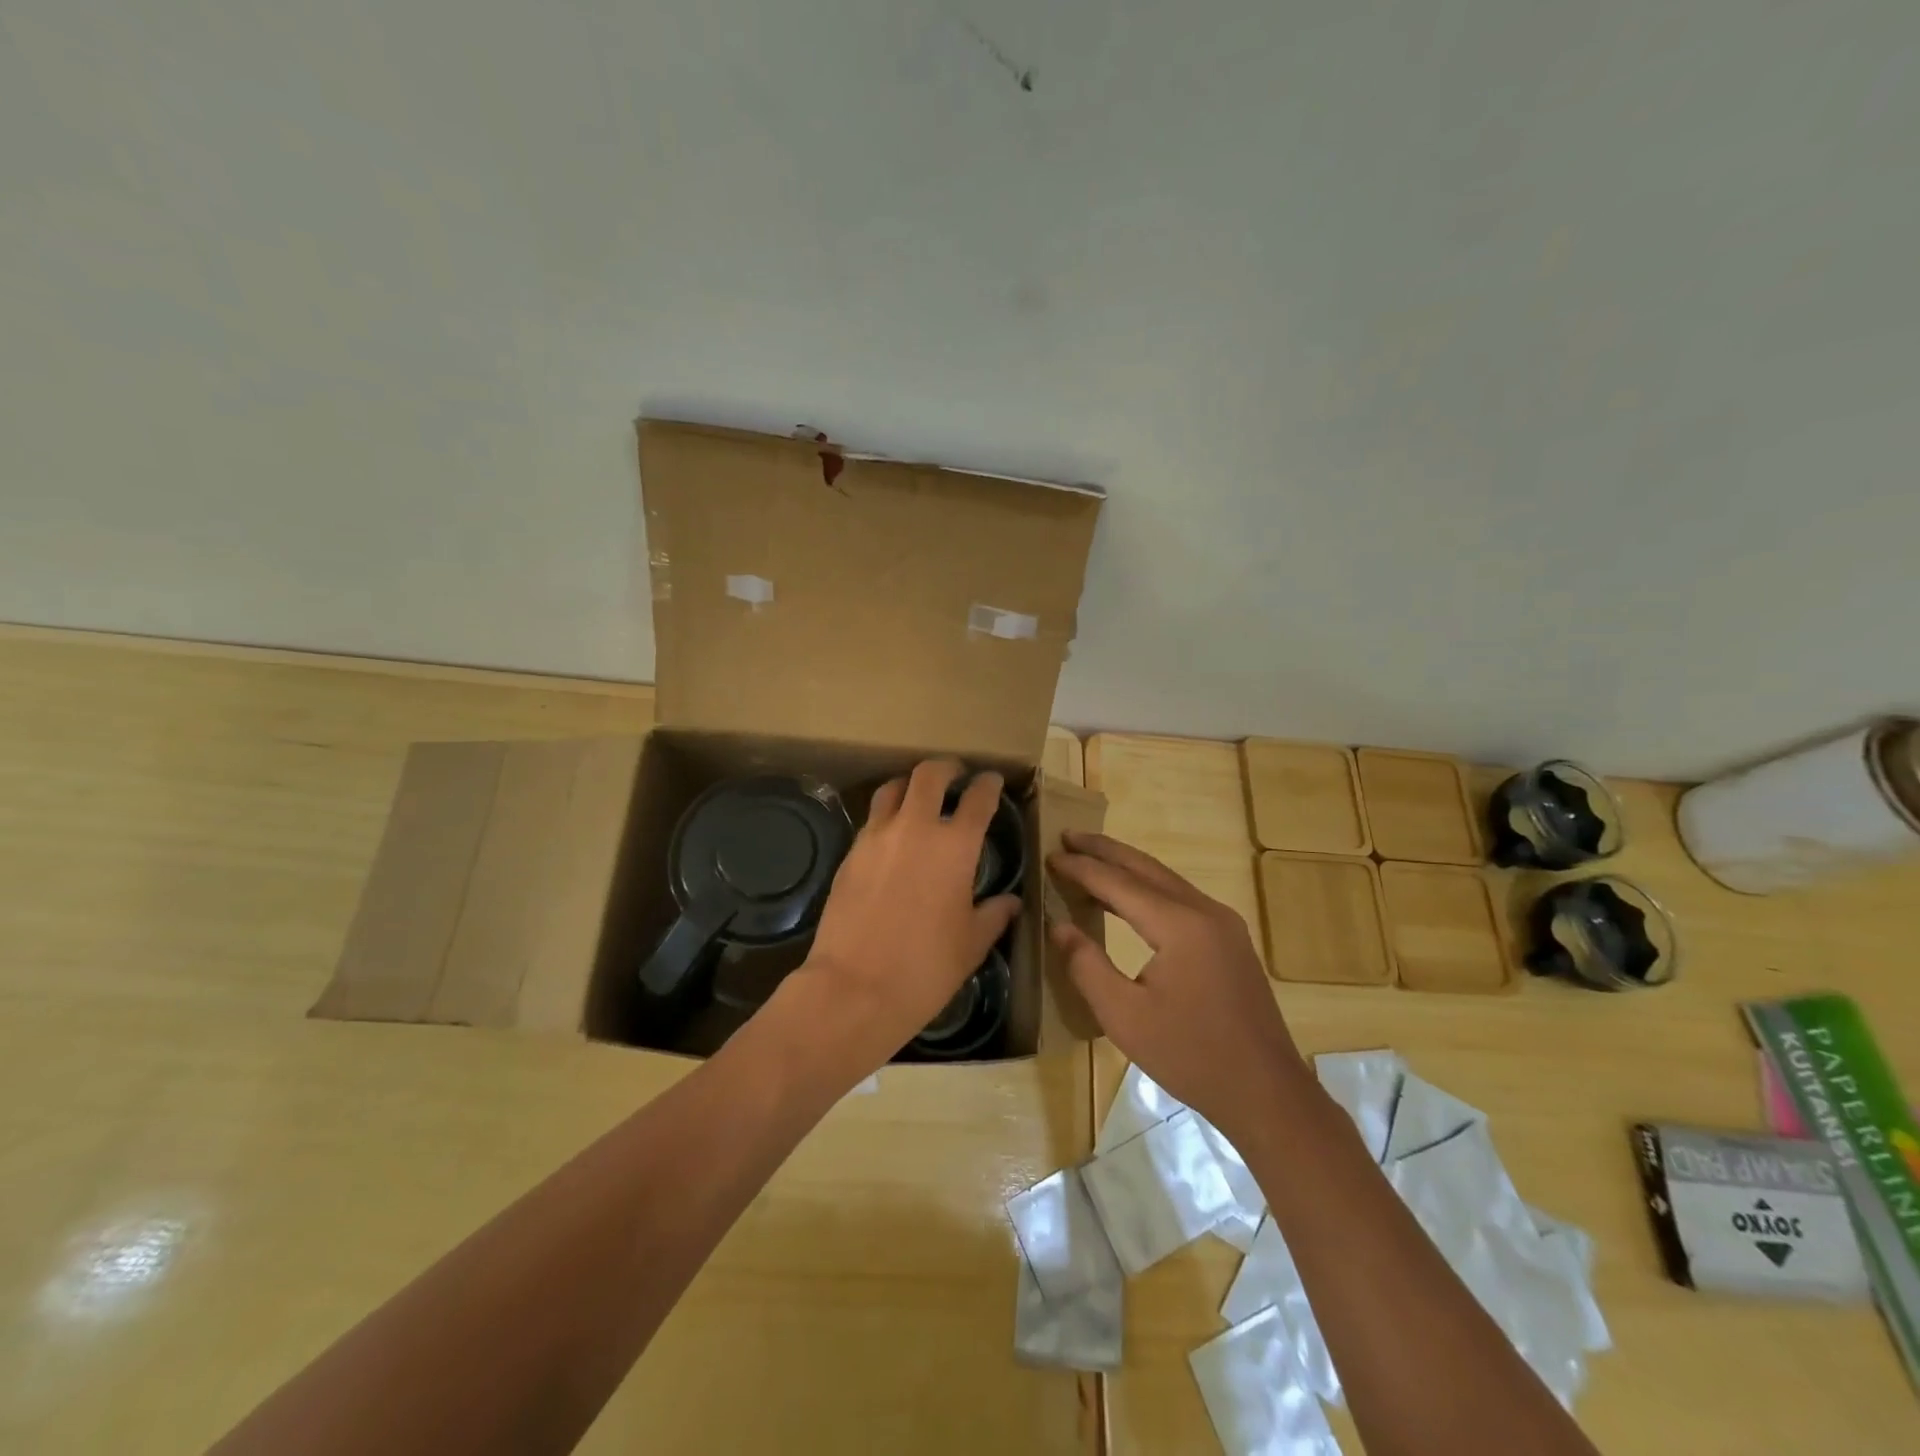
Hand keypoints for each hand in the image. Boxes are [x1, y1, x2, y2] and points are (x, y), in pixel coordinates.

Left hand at [778, 761, 1020, 1077]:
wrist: (854, 988)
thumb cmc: (926, 968)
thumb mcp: (971, 944)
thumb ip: (994, 915)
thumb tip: (1011, 902)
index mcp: (955, 845)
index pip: (977, 798)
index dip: (988, 785)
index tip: (992, 782)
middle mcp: (915, 828)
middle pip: (929, 774)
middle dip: (946, 768)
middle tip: (955, 775)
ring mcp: (877, 837)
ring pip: (892, 789)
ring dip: (910, 786)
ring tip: (918, 798)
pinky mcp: (850, 853)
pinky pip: (872, 820)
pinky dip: (887, 816)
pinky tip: (892, 838)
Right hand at [1048, 832, 1309, 1144]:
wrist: (1266, 1092)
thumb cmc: (1190, 1056)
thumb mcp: (1124, 1017)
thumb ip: (1086, 965)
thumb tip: (1059, 925)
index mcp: (1180, 925)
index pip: (1119, 883)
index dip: (1081, 868)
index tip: (1049, 855)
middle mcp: (1205, 911)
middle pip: (1145, 867)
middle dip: (1104, 850)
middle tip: (1067, 836)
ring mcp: (1223, 923)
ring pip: (1165, 879)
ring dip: (1126, 866)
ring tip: (1090, 857)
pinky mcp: (1230, 939)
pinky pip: (1180, 897)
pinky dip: (1147, 887)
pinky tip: (1128, 897)